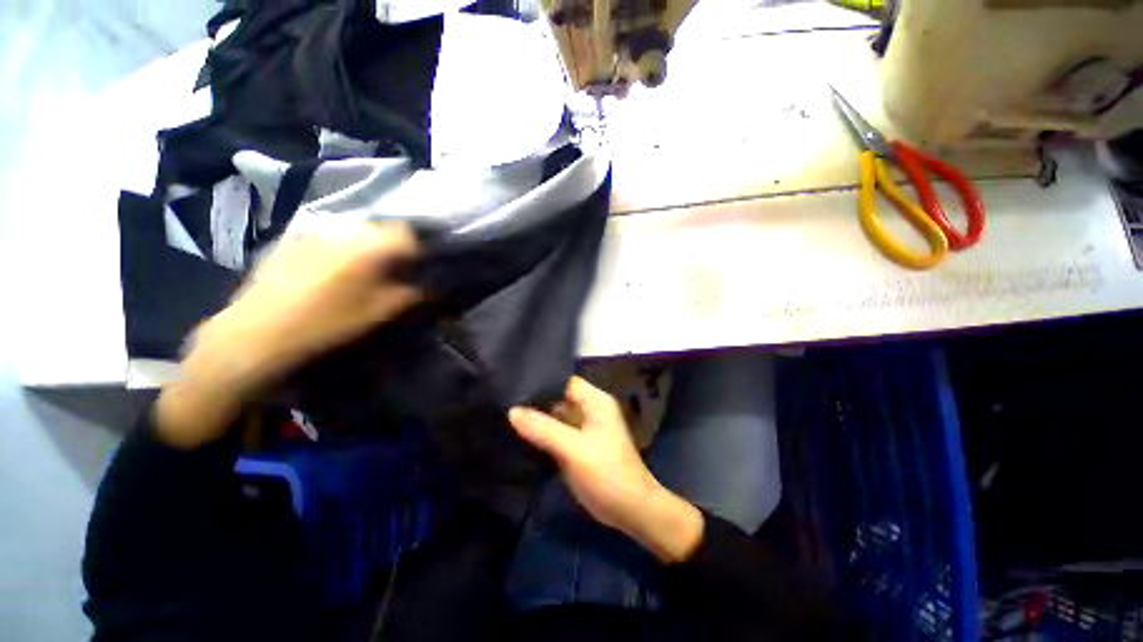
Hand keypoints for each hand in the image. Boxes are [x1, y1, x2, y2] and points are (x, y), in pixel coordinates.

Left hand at [156, 222, 421, 448]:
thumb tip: (436, 284)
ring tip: (367, 270)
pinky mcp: (294, 239)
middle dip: (397, 247)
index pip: (410, 235)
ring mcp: (316, 231)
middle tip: (398, 270)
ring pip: (357, 231)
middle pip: (384, 229)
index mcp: (370, 246)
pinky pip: (331, 236)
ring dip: (371, 246)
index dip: (422, 250)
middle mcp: (345, 229)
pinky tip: (335, 270)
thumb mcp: (382, 312)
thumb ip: (414, 293)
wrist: (258, 332)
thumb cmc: (328, 323)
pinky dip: (344, 247)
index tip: (424, 266)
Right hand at [509, 377, 703, 562]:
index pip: (564, 381)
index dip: (541, 380)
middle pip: (558, 397)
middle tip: (504, 398)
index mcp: (595, 401)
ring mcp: (584, 428)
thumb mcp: (573, 449)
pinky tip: (518, 433)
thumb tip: (512, 410)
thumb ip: (543, 429)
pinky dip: (541, 433)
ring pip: (556, 415)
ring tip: (505, 412)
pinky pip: (556, 432)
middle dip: (535, 399)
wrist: (631, 511)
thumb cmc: (606, 473)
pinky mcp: (578, 446)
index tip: (514, 382)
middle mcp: (589, 409)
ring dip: (536, 417)